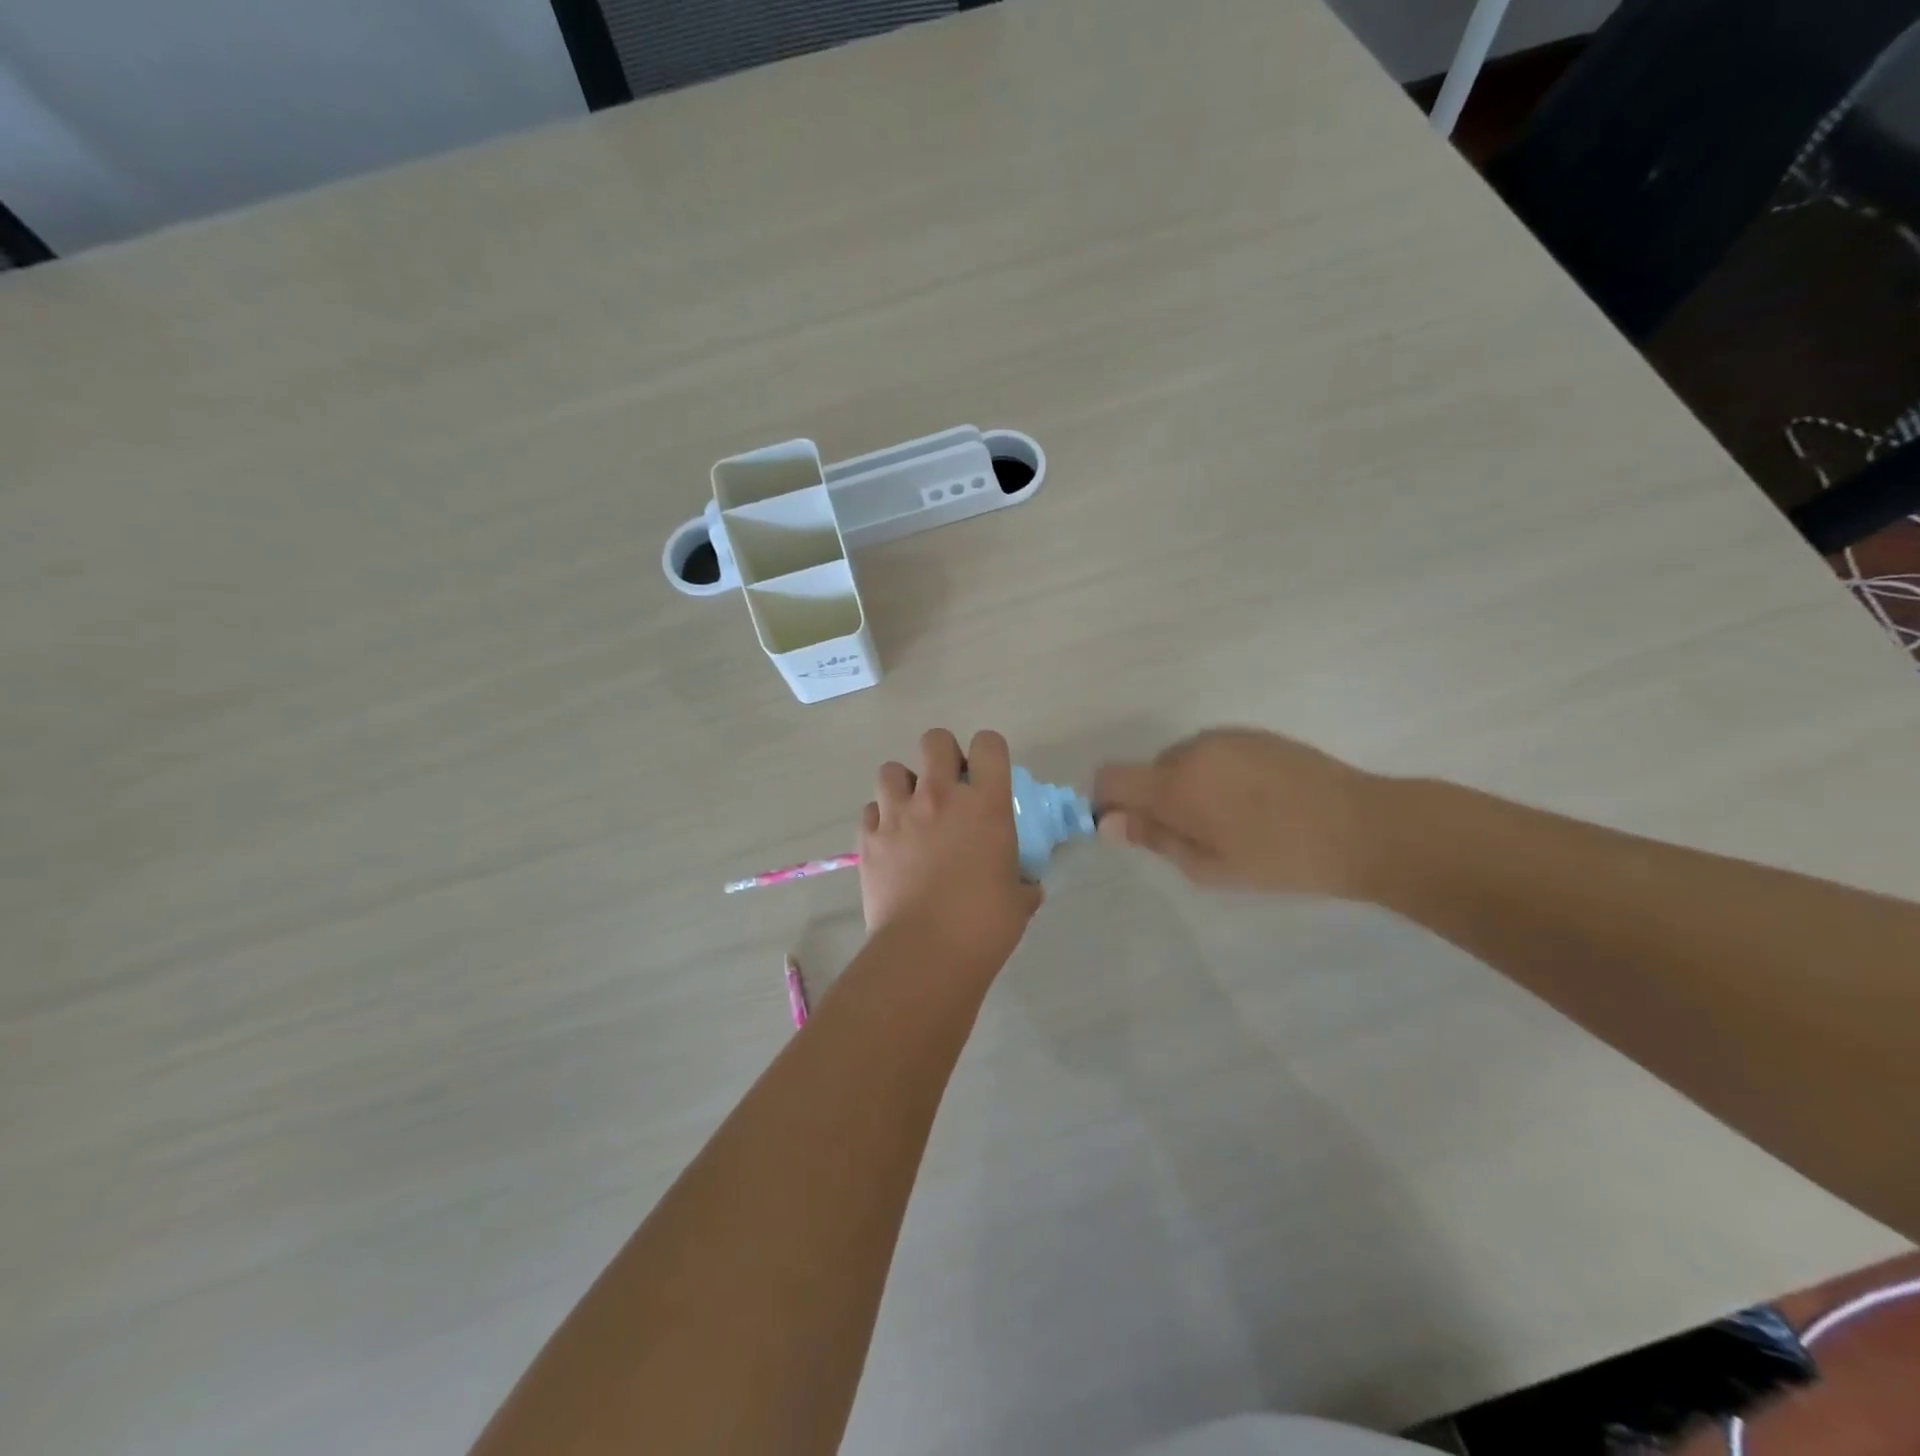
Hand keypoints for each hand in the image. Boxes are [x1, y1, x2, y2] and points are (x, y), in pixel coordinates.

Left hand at [859, 729, 1043, 966]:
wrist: (924, 953)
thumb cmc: (983, 926)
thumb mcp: (1019, 901)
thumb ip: (1023, 883)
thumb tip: (1027, 886)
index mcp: (985, 804)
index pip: (989, 744)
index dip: (989, 752)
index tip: (987, 775)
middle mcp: (940, 797)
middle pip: (935, 740)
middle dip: (943, 755)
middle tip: (949, 786)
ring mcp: (898, 814)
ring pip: (892, 769)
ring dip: (904, 784)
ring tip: (913, 810)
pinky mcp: (869, 838)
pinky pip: (870, 810)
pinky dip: (880, 818)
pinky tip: (891, 840)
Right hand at [1094, 728, 1379, 896]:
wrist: (1364, 826)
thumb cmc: (1280, 858)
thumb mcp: (1208, 866)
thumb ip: (1154, 839)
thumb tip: (1108, 823)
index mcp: (1175, 782)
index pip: (1111, 777)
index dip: (1106, 802)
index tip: (1128, 828)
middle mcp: (1192, 749)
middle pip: (1148, 771)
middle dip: (1156, 800)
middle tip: (1193, 838)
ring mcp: (1226, 737)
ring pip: (1182, 761)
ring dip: (1188, 788)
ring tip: (1230, 822)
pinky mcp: (1255, 734)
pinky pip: (1213, 753)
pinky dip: (1215, 775)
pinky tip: (1253, 803)